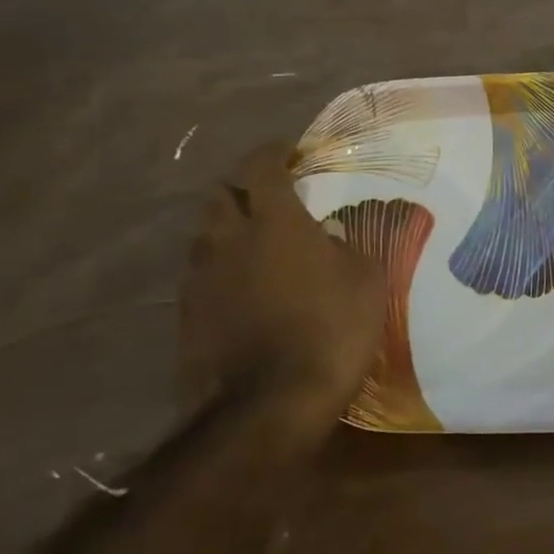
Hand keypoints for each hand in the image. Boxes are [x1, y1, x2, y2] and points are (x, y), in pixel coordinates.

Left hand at [177, 145, 384, 429]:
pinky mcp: (188, 315)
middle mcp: (228, 239)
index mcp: (274, 221)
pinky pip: (200, 276)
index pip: (261, 167)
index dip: (273, 153)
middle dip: (241, 187)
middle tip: (266, 196)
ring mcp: (202, 278)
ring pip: (205, 235)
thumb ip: (345, 247)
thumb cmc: (331, 329)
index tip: (288, 151)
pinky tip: (239, 289)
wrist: (271, 402)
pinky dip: (219, 271)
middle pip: (220, 194)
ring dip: (226, 229)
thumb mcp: (365, 281)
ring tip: (251, 243)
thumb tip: (329, 237)